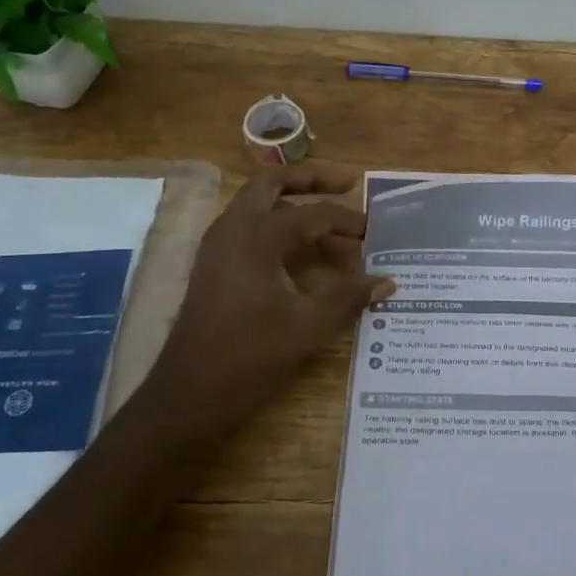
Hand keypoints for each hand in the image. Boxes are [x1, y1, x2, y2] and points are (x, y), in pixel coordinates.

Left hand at [146, 161, 393, 443]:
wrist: (187, 395)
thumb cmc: (248, 357)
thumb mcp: (307, 326)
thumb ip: (348, 297)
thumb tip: (387, 282)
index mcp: (256, 236)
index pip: (312, 213)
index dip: (347, 220)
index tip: (374, 231)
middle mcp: (233, 229)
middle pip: (273, 184)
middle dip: (311, 179)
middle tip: (348, 184)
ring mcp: (219, 246)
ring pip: (259, 204)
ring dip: (295, 205)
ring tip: (332, 224)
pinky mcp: (215, 266)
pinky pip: (250, 228)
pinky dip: (279, 228)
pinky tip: (304, 253)